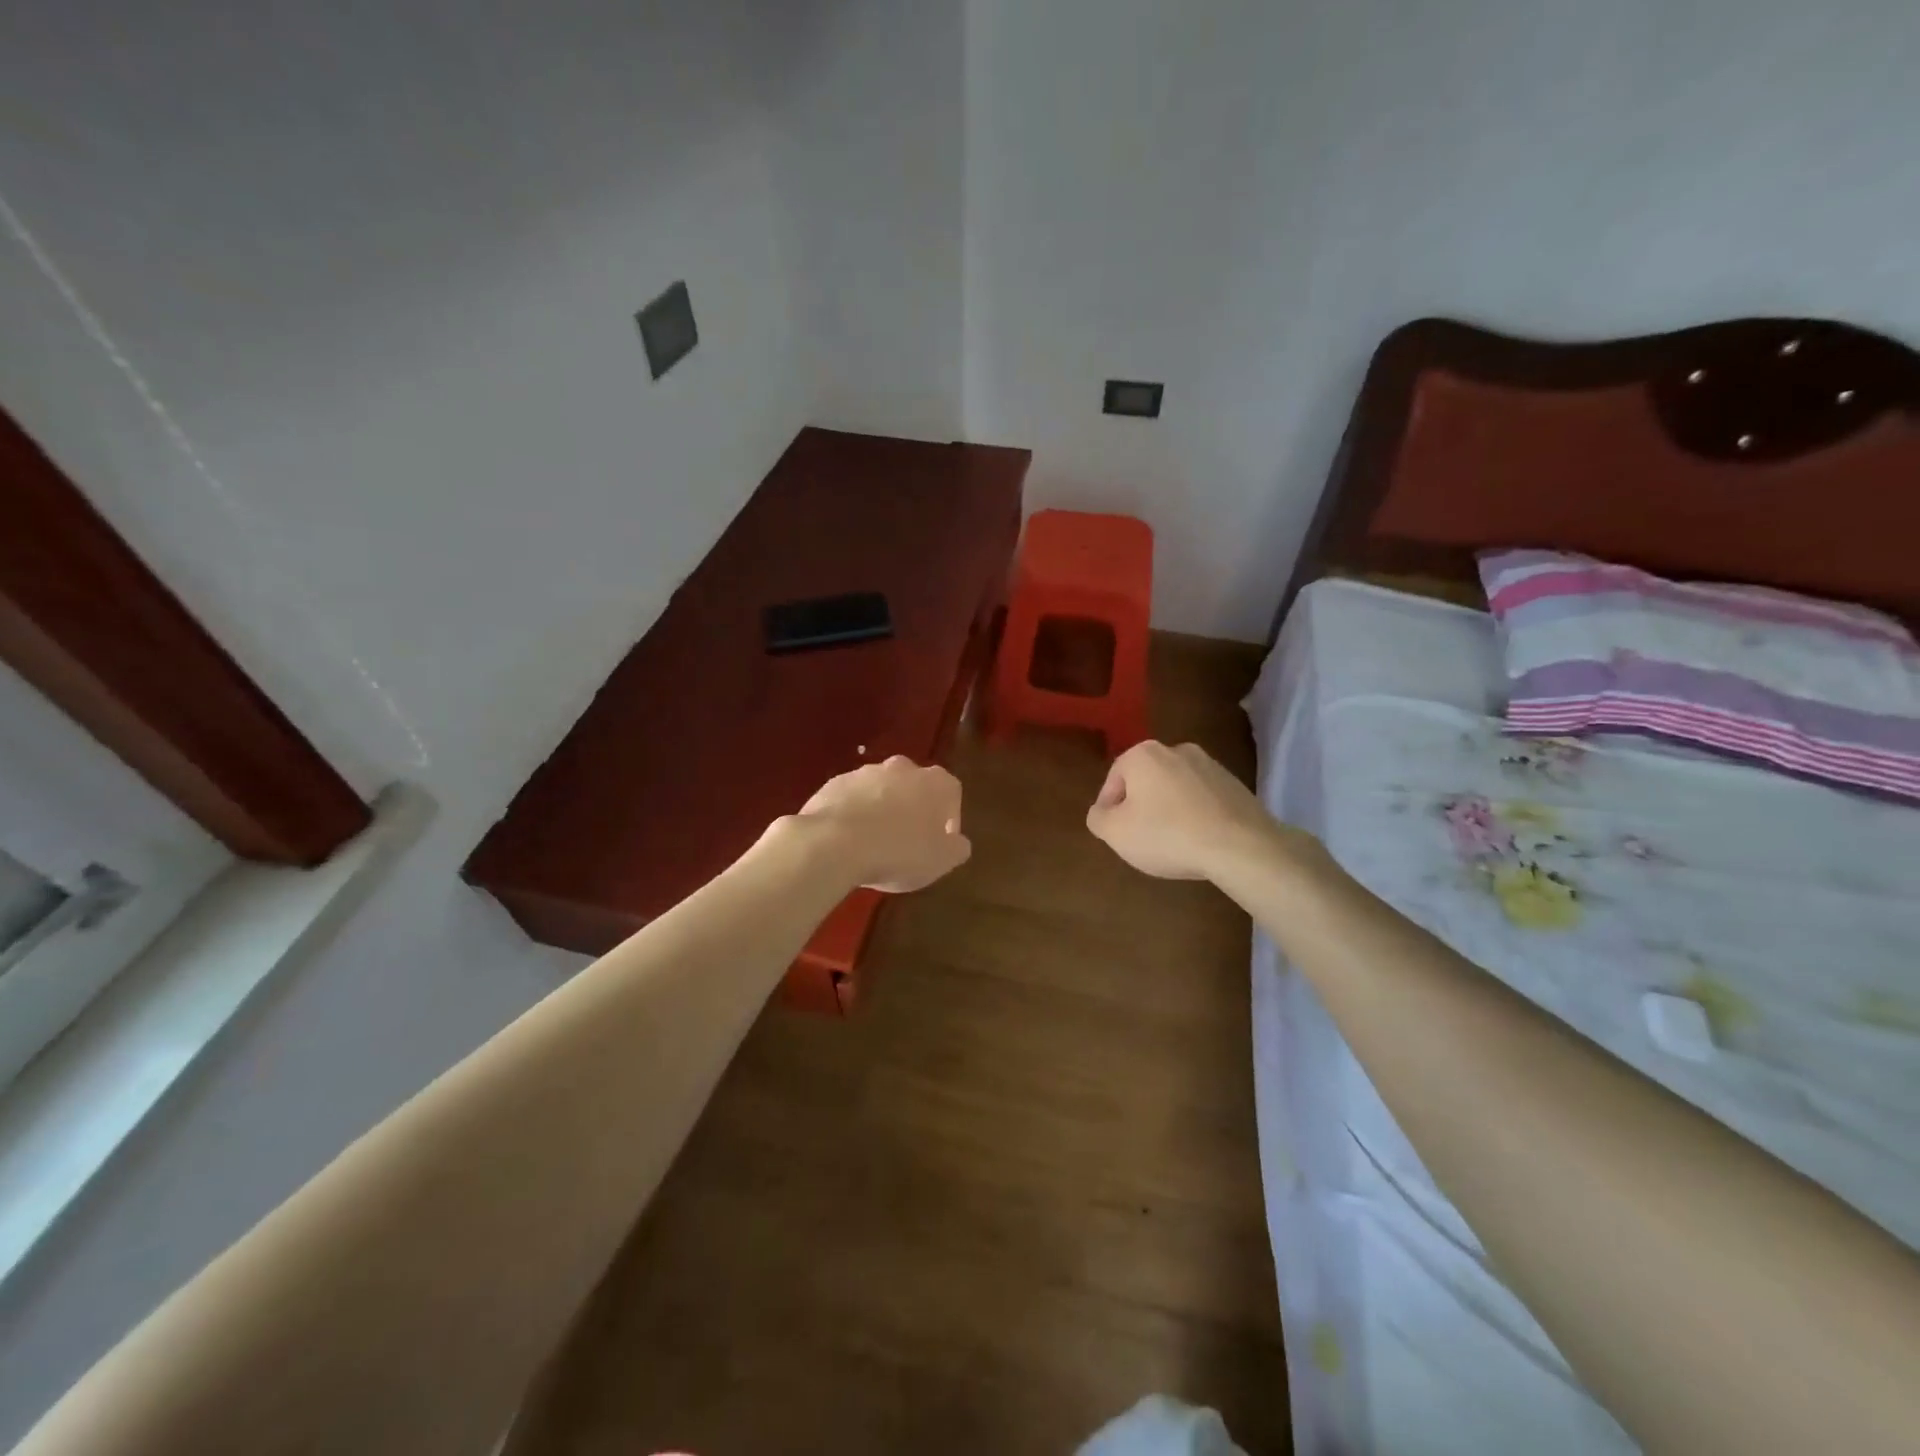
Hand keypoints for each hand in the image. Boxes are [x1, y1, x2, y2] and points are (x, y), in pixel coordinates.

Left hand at [796, 755, 970, 892]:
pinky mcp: (835, 782)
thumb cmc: (898, 852)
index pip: (951, 794)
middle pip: (915, 788)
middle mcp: (903, 768)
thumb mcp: (940, 861)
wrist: (833, 843)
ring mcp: (866, 772)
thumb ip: (957, 848)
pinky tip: (848, 840)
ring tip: (874, 843)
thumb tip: (958, 842)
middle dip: (914, 810)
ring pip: (882, 791)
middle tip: (908, 841)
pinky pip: (853, 798)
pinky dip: (854, 814)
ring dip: (883, 810)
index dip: (948, 820)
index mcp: (935, 782)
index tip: (940, 843)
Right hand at [1086, 740, 1293, 881]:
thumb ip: (1098, 818)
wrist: (1240, 846)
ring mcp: (1210, 765)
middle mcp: (1176, 749)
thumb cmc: (1167, 835)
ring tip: (1172, 842)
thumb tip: (1102, 811)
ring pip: (1175, 789)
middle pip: (1145, 781)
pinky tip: (1198, 840)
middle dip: (1140, 807)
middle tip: (1141, 838)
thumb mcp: (1115, 832)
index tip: (1115, 834)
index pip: (1113, 779)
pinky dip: (1195, 814)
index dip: (1109, 809)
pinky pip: (1202, 799)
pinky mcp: (1235, 784)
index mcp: (1143, 754)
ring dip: (1168, 810)